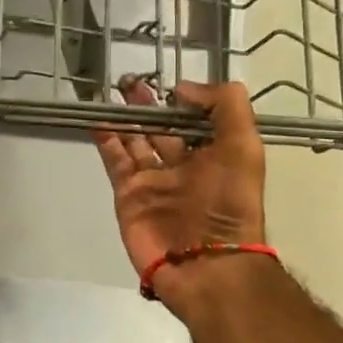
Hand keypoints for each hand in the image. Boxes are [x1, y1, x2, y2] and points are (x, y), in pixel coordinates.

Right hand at [92, 78, 265, 313]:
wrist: (203, 262)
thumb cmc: (228, 203)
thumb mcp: (244, 147)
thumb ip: (224, 107)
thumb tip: (182, 88)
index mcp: (214, 155)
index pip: (195, 121)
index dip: (182, 100)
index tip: (167, 81)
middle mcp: (182, 166)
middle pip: (161, 128)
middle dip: (147, 104)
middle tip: (130, 80)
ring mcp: (152, 180)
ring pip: (134, 140)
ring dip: (124, 117)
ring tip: (112, 91)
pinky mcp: (128, 194)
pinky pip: (115, 160)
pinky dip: (106, 139)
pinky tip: (97, 118)